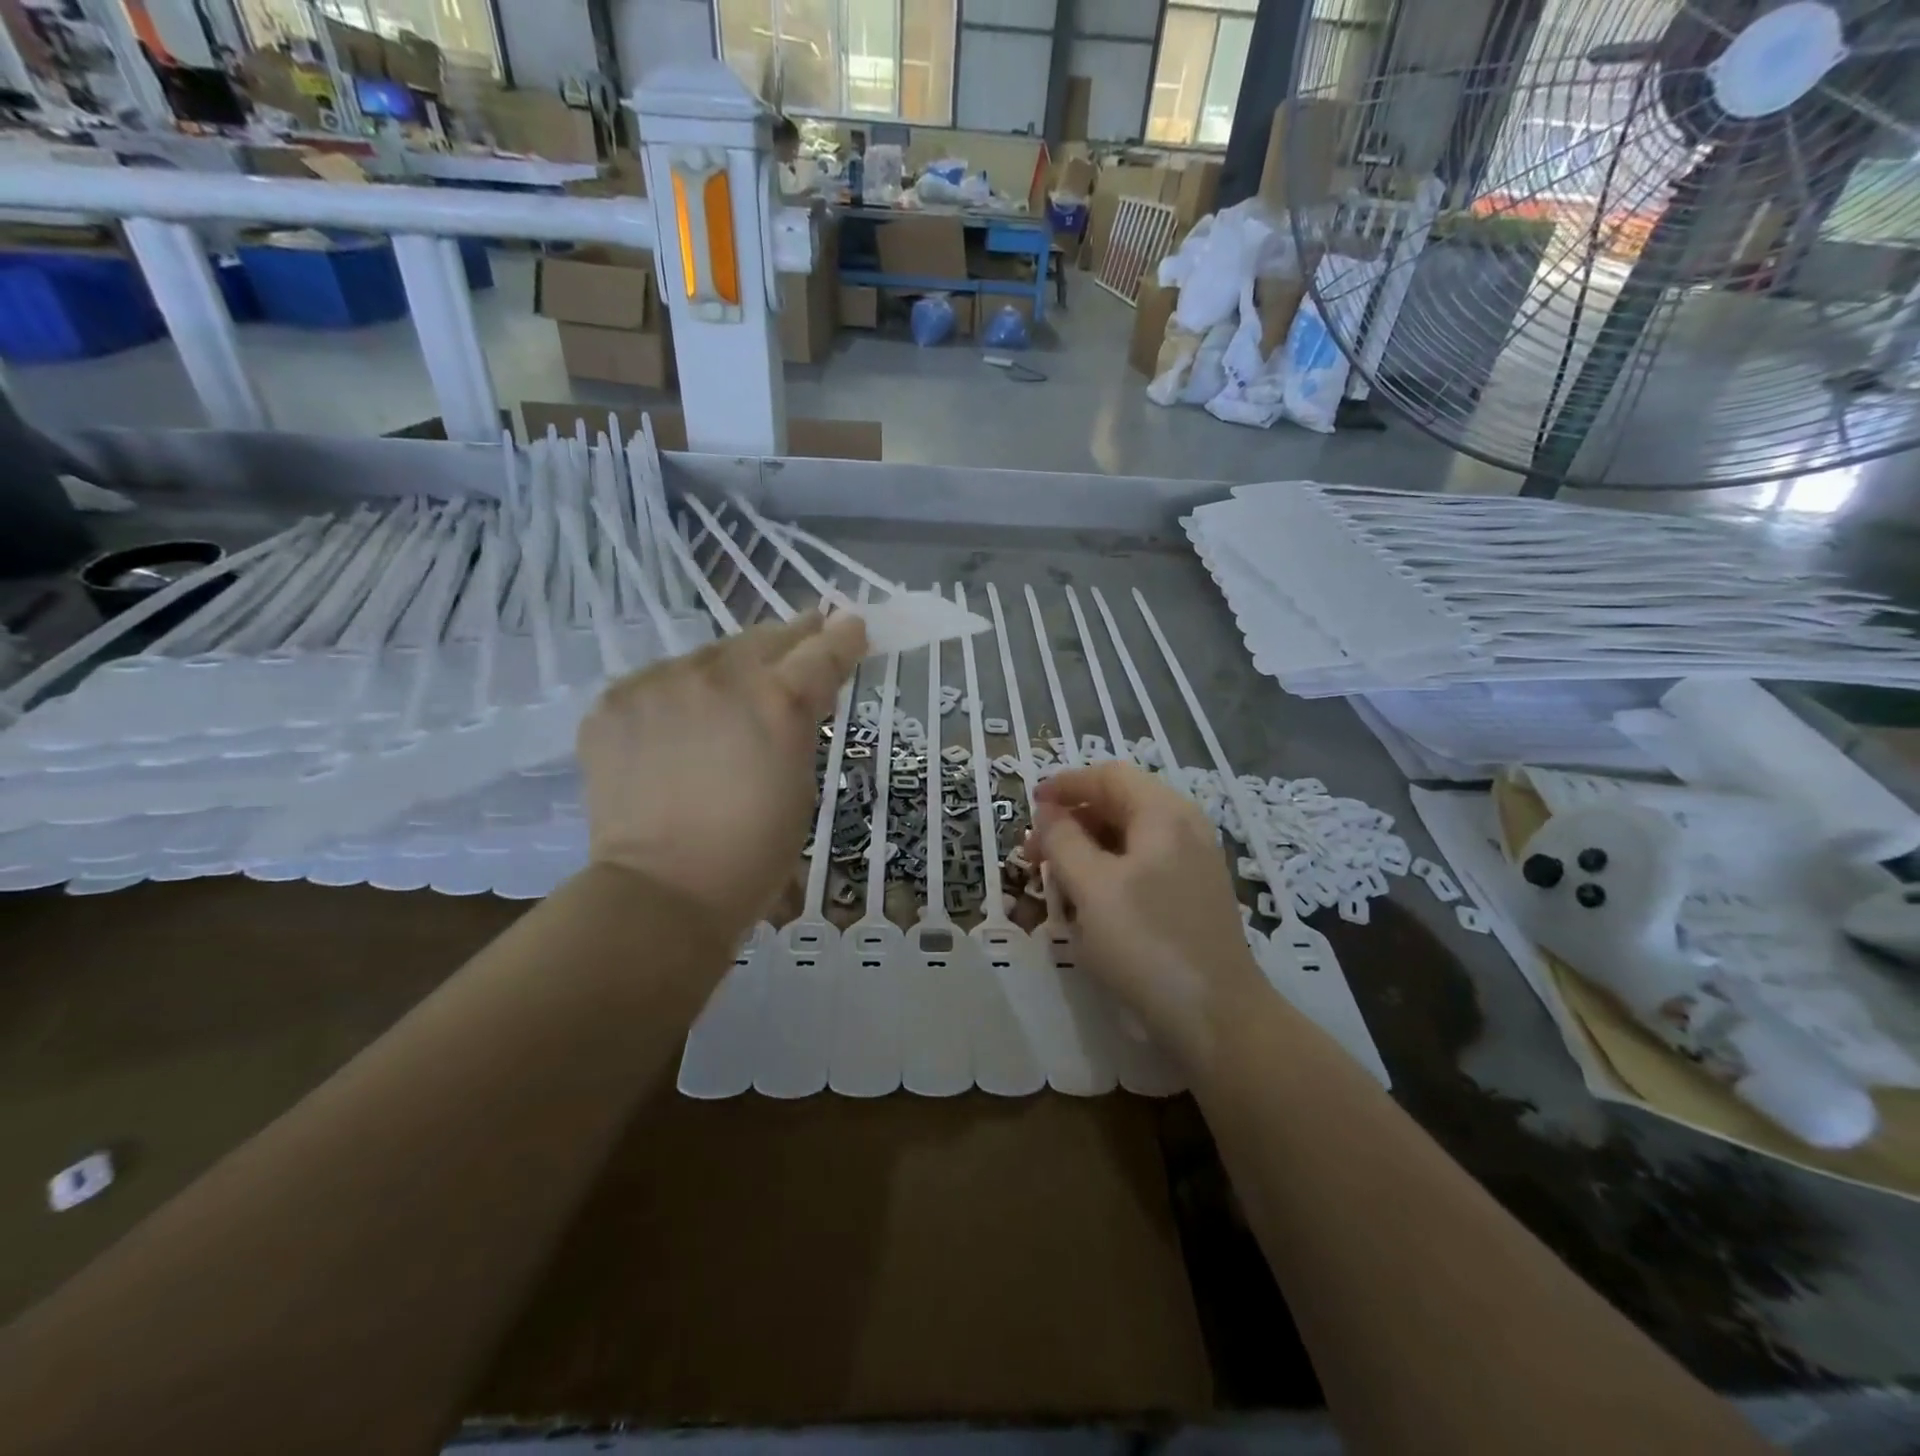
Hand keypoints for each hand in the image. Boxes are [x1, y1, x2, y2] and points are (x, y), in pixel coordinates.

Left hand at [576, 609, 867, 935]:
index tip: (853, 626)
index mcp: (779, 701)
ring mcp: (661, 683)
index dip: (843, 638)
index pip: (822, 651)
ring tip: (732, 696)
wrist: (662, 891)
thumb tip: (800, 694)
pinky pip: (660, 683)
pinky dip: (677, 697)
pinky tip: (679, 727)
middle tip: (805, 639)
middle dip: (791, 640)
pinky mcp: (616, 701)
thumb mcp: (801, 783)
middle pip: (765, 638)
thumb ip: (801, 725)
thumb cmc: (754, 852)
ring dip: (730, 670)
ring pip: (709, 656)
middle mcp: (720, 676)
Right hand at [1030, 762, 1270, 1066]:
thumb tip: (1048, 812)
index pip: (1109, 776)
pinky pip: (1142, 866)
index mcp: (1164, 814)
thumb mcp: (1091, 887)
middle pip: (1119, 804)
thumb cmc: (1146, 942)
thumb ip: (1063, 840)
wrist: (1216, 1017)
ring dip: (1086, 849)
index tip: (1029, 805)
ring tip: (1054, 880)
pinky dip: (1108, 872)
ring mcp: (1192, 863)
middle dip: (1071, 821)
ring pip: (1129, 838)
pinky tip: (1087, 904)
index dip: (1065, 785)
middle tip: (1034, 853)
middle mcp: (1184, 828)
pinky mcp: (1192, 896)